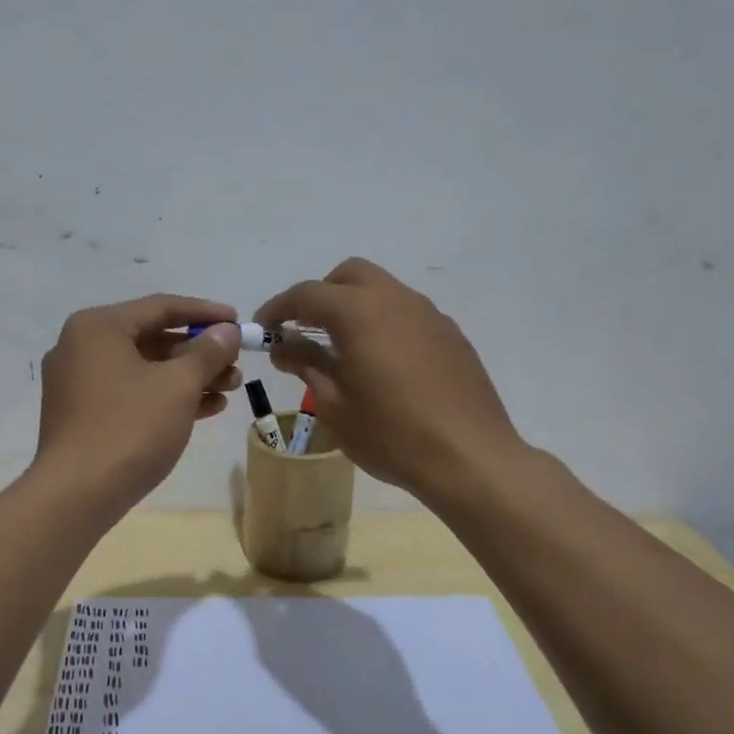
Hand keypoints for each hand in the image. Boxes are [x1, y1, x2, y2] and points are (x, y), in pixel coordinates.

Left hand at [35, 295, 242, 508]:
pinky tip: (205, 409)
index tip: (238, 322)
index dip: (205, 313)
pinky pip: (131, 394)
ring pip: (144, 369)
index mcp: (98, 327)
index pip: (161, 307)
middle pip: (152, 338)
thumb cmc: (130, 427)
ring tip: (230, 389)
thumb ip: (208, 352)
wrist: (77, 494)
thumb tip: (227, 331)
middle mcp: (82, 347)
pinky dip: (165, 397)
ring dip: (188, 377)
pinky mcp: (82, 415)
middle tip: (237, 364)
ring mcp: (78, 383)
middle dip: (200, 352)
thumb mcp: (178, 385)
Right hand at [254, 258, 522, 503]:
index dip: (279, 308)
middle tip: (304, 330)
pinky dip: (383, 323)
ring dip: (354, 307)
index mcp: (359, 312)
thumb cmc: (390, 433)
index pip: (307, 294)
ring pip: (382, 290)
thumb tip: (282, 345)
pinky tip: (383, 364)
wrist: (469, 458)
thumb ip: (306, 364)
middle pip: (349, 276)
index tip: (263, 329)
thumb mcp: (334, 403)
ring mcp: (429, 314)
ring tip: (342, 349)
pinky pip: (407, 313)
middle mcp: (395, 299)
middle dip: (321, 295)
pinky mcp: (451, 335)